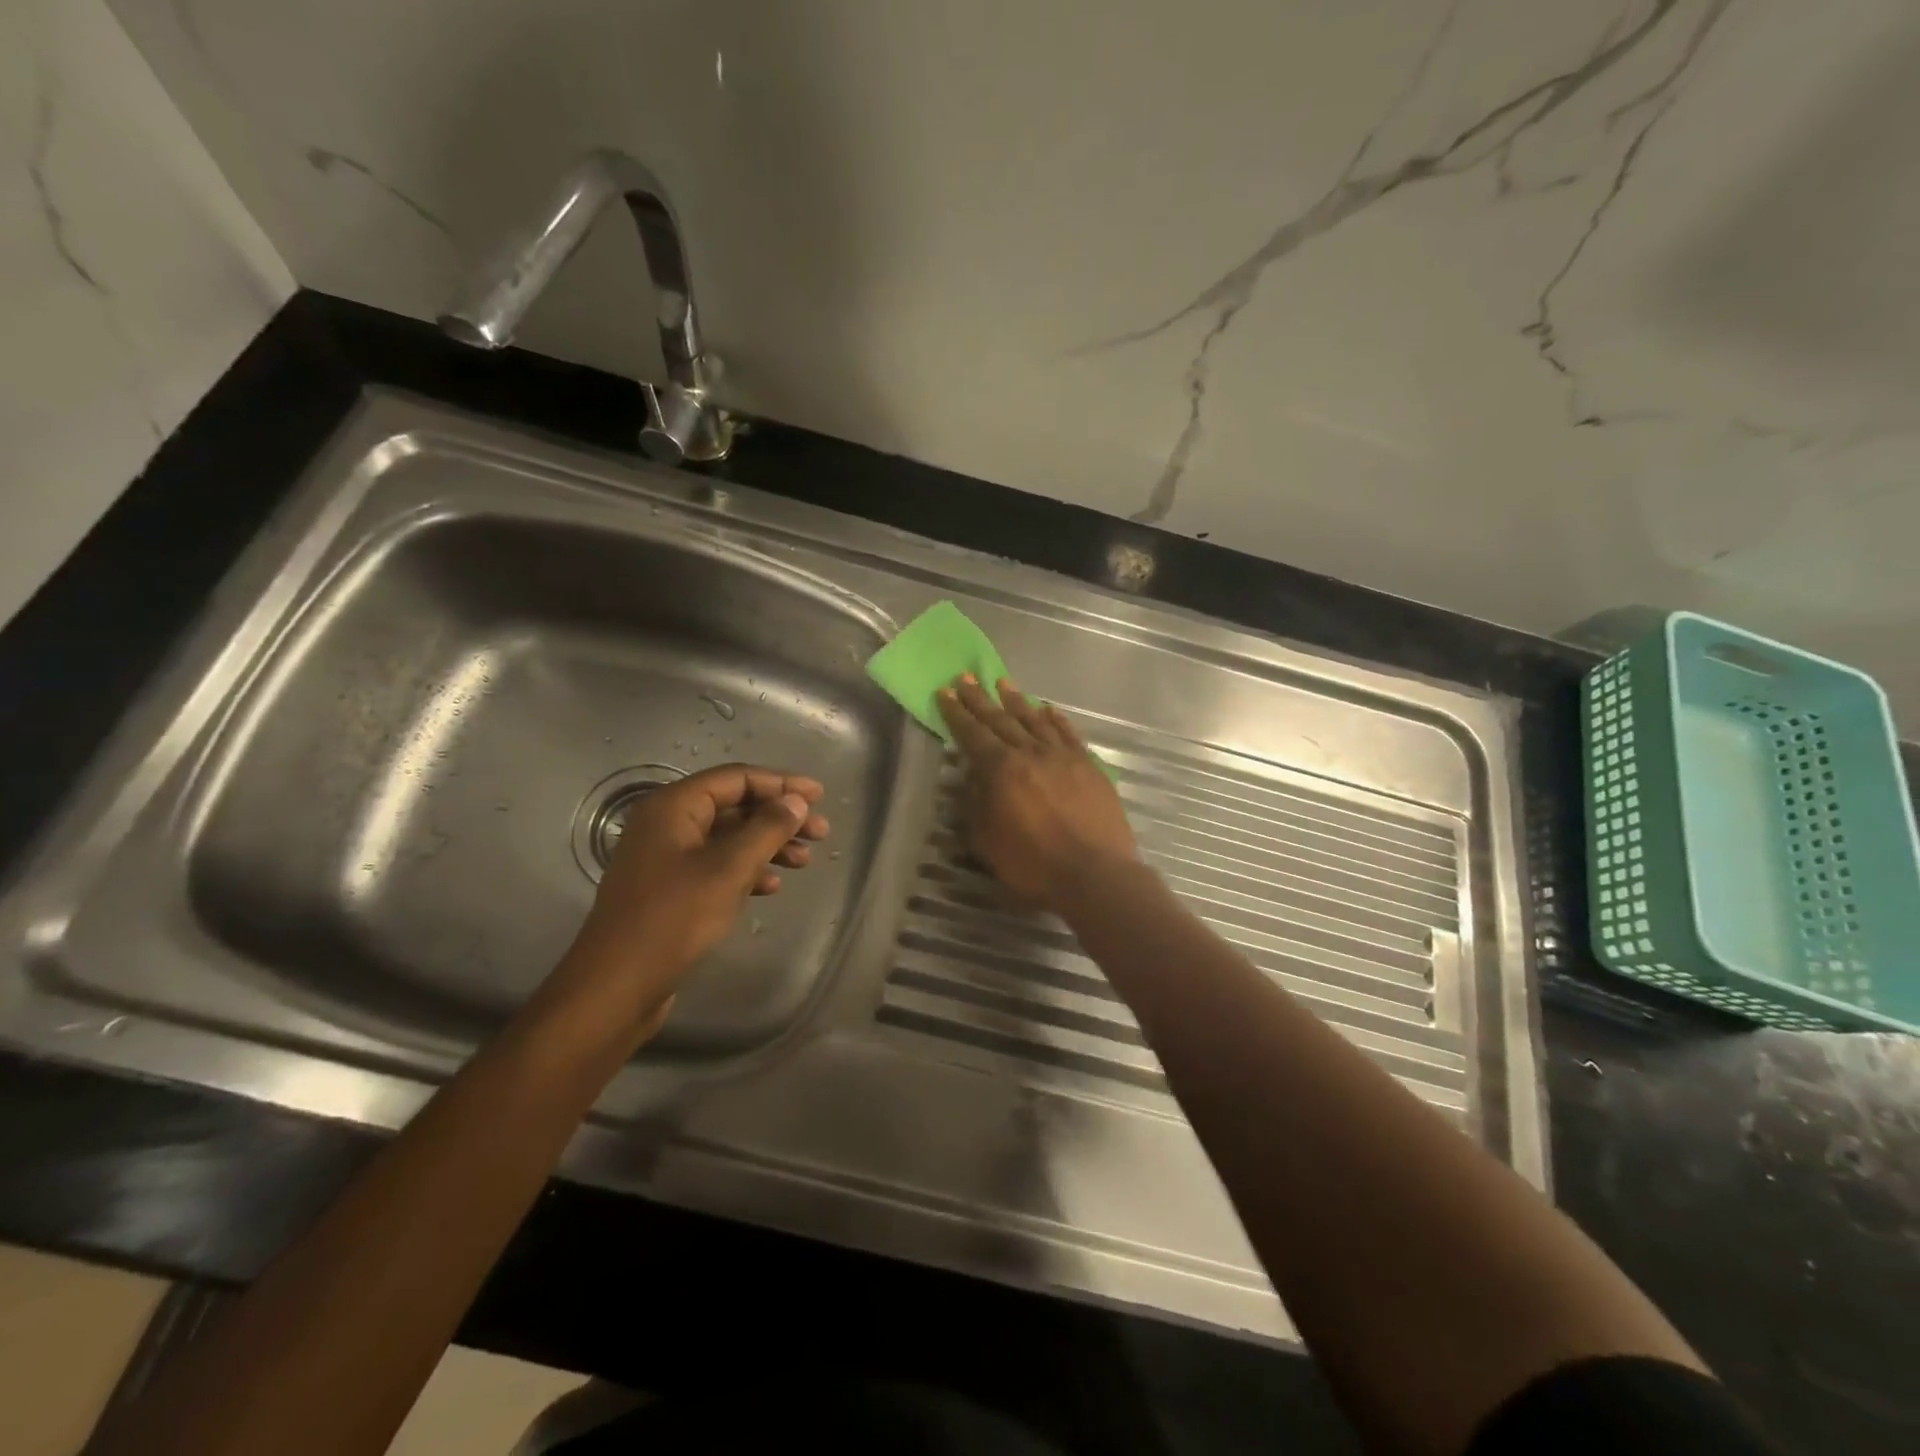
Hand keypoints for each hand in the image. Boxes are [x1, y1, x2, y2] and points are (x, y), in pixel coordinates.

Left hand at [559, 764, 828, 1035]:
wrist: (616, 987)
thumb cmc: (673, 919)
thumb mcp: (728, 870)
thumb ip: (767, 829)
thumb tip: (796, 801)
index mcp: (673, 807)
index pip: (736, 779)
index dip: (781, 784)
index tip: (819, 796)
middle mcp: (667, 825)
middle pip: (734, 807)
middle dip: (779, 818)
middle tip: (820, 833)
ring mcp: (666, 858)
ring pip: (728, 839)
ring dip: (768, 845)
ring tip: (804, 861)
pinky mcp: (670, 890)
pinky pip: (716, 866)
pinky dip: (747, 871)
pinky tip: (771, 887)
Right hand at [936, 675, 1136, 910]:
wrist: (1095, 874)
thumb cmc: (1033, 864)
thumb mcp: (987, 841)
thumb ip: (975, 804)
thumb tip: (969, 776)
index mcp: (1001, 770)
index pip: (972, 734)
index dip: (957, 713)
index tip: (945, 692)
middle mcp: (1030, 753)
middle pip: (1001, 720)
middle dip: (980, 699)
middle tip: (966, 677)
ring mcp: (1063, 756)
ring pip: (1035, 720)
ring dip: (1016, 701)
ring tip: (1003, 682)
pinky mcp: (1088, 766)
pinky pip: (1068, 733)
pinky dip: (1055, 719)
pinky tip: (1048, 709)